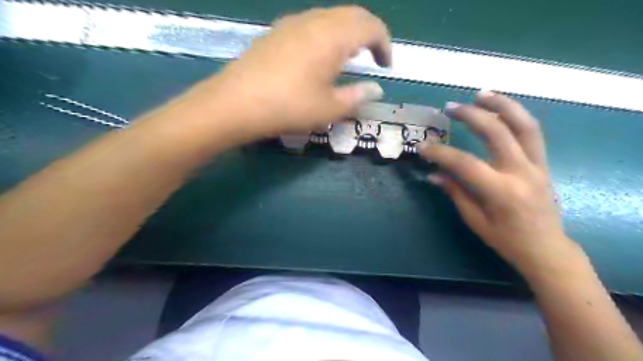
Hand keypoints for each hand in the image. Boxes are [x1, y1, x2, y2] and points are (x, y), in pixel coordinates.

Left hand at [183, 7, 388, 139]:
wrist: (235, 103)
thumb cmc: (288, 107)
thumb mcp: (329, 108)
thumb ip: (357, 96)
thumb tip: (376, 89)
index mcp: (333, 37)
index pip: (371, 26)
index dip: (385, 44)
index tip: (386, 66)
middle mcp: (315, 21)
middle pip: (352, 14)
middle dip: (369, 34)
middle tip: (372, 58)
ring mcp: (292, 23)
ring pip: (330, 17)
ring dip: (347, 33)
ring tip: (349, 58)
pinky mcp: (276, 31)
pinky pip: (311, 24)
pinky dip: (326, 34)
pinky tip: (319, 56)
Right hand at [421, 92, 575, 272]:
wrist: (547, 249)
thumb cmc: (506, 240)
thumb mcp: (474, 220)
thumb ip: (455, 191)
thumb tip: (434, 173)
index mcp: (501, 192)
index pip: (465, 163)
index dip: (441, 153)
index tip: (423, 147)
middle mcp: (521, 172)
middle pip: (497, 132)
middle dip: (471, 116)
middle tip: (451, 107)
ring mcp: (537, 165)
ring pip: (523, 125)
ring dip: (502, 105)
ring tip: (481, 94)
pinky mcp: (543, 163)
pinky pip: (532, 133)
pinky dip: (516, 116)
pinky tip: (500, 108)